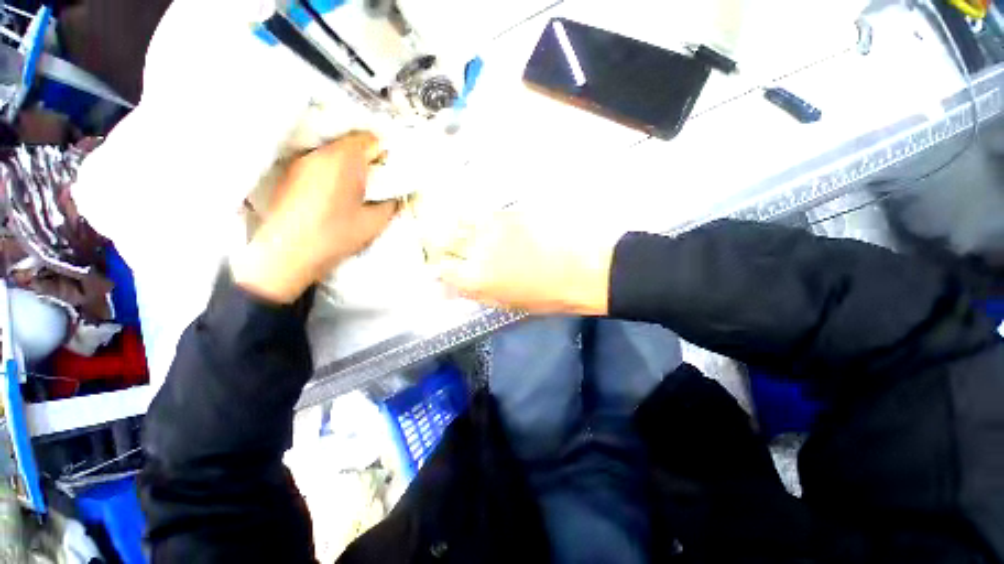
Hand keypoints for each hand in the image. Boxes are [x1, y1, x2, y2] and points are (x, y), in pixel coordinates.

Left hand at [232, 131, 397, 303]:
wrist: (287, 252)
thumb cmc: (336, 235)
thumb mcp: (375, 222)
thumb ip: (390, 202)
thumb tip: (395, 192)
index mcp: (345, 160)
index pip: (370, 138)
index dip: (385, 153)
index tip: (390, 171)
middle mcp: (322, 152)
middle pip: (351, 142)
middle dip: (368, 157)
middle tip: (377, 180)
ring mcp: (303, 160)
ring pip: (334, 150)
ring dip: (350, 163)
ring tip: (357, 187)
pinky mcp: (292, 171)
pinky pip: (320, 160)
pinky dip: (333, 168)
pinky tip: (336, 190)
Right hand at [436, 209, 620, 314]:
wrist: (585, 270)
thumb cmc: (547, 296)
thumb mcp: (507, 304)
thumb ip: (473, 293)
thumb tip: (446, 289)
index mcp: (478, 278)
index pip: (442, 268)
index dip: (438, 268)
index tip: (442, 267)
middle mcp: (479, 248)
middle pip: (444, 238)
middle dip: (437, 242)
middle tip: (445, 246)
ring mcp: (495, 226)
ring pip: (460, 219)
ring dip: (456, 226)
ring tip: (466, 234)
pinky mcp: (511, 211)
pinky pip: (484, 211)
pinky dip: (478, 218)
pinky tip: (489, 226)